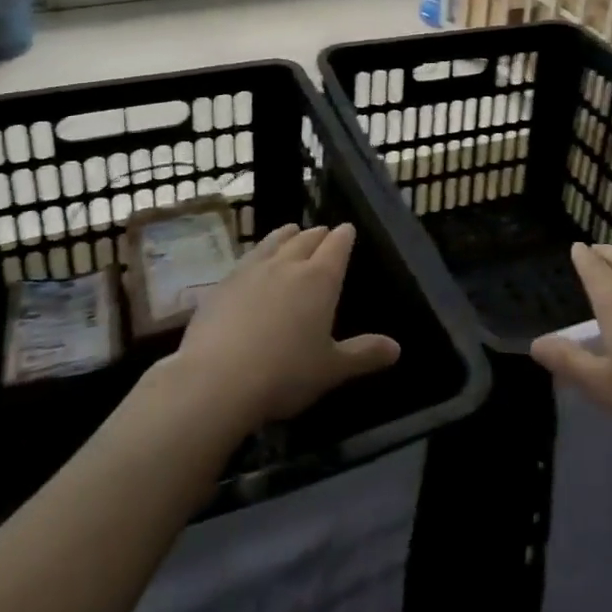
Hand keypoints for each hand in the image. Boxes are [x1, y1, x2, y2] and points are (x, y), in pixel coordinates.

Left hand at [164, 223, 400, 431]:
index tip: (348, 230)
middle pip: (306, 238)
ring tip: (290, 231)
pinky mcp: (222, 284)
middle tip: (323, 234)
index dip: (345, 235)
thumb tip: (397, 349)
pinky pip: (246, 258)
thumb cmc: (284, 374)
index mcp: (320, 279)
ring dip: (286, 234)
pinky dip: (257, 254)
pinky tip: (253, 263)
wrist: (215, 381)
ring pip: (274, 241)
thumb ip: (363, 354)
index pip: (338, 244)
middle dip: (318, 234)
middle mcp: (288, 264)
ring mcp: (252, 270)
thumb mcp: (331, 369)